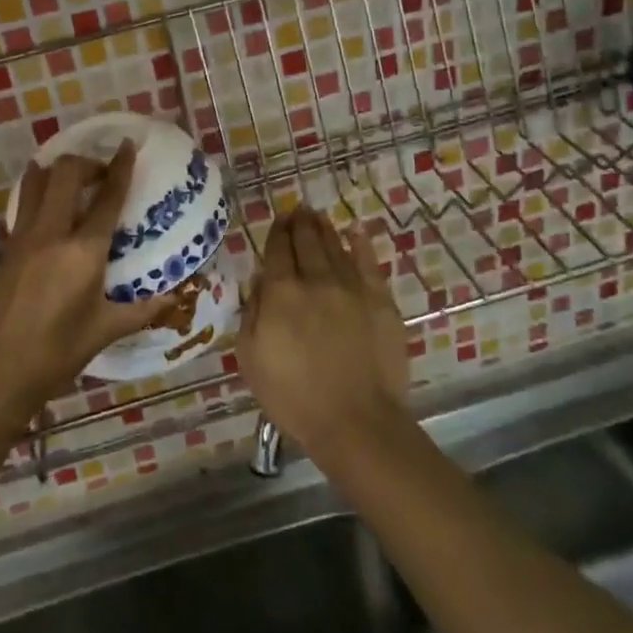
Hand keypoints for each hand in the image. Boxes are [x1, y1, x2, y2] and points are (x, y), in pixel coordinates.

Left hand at [0, 144, 178, 434]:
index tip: (127, 145)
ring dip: (58, 170)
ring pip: (38, 181)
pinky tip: (50, 206)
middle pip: (67, 174)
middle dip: (87, 162)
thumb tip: (176, 300)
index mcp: (83, 251)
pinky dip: (39, 191)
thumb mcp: (104, 330)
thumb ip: (142, 310)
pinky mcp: (7, 248)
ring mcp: (24, 237)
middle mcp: (52, 233)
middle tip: (103, 174)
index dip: (119, 166)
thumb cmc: (56, 354)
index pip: (106, 196)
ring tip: (75, 179)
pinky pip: (25, 204)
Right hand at [239, 206, 408, 464]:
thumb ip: (251, 312)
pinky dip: (361, 245)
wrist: (356, 422)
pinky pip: (369, 263)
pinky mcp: (381, 302)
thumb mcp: (251, 358)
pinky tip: (357, 232)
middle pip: (306, 242)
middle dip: (300, 223)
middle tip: (298, 210)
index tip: (278, 219)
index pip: (277, 251)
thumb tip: (260, 282)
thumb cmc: (293, 397)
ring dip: (325, 229)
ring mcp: (352, 288)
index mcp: (281, 293)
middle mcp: (316, 280)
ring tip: (318, 216)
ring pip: (336, 247)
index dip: (277, 232)